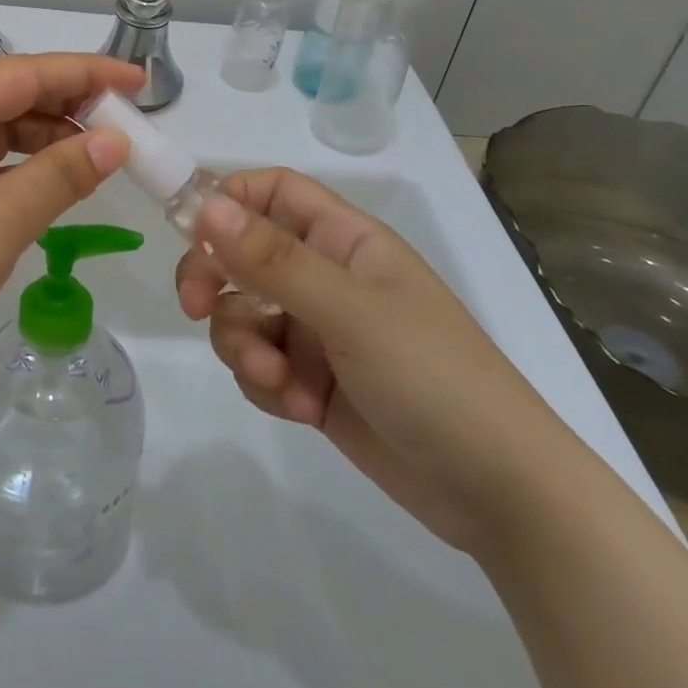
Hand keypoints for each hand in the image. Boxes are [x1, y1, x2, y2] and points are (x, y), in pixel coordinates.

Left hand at [0, 54, 142, 408]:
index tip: (138, 80)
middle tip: (127, 122)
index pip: (18, 73)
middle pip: (5, 96)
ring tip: (101, 153)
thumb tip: (116, 140)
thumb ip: (58, 176)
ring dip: (47, 137)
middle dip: (67, 105)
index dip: (83, 73)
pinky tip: (57, 179)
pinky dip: (23, 168)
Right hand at [176, 169, 588, 557]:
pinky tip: (298, 407)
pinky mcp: (311, 381)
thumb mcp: (350, 312)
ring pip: (243, 314)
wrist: (500, 496)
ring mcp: (318, 331)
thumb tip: (204, 205)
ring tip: (276, 380)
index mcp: (344, 241)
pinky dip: (266, 383)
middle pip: (242, 253)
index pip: (272, 192)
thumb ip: (273, 260)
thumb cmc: (433, 377)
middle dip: (215, 279)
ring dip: (243, 345)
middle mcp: (326, 276)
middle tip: (196, 307)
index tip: (187, 230)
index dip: (227, 200)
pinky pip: (259, 364)